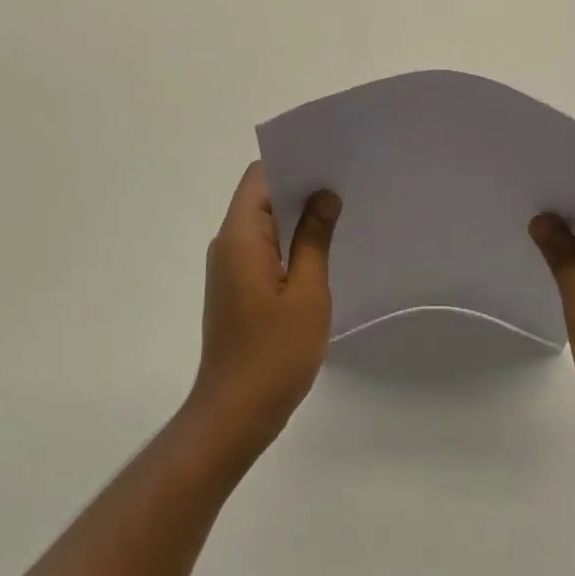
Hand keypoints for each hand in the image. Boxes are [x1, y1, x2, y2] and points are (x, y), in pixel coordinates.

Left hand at [186, 163, 339, 464]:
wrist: (234, 414)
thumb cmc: (274, 353)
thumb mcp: (307, 292)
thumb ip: (315, 238)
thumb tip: (324, 195)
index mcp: (240, 237)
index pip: (260, 176)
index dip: (293, 162)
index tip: (330, 161)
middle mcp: (228, 244)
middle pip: (261, 196)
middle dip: (300, 186)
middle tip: (346, 183)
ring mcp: (230, 267)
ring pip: (264, 223)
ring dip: (297, 215)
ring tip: (340, 211)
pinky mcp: (236, 287)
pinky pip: (263, 247)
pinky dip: (289, 241)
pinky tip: (321, 249)